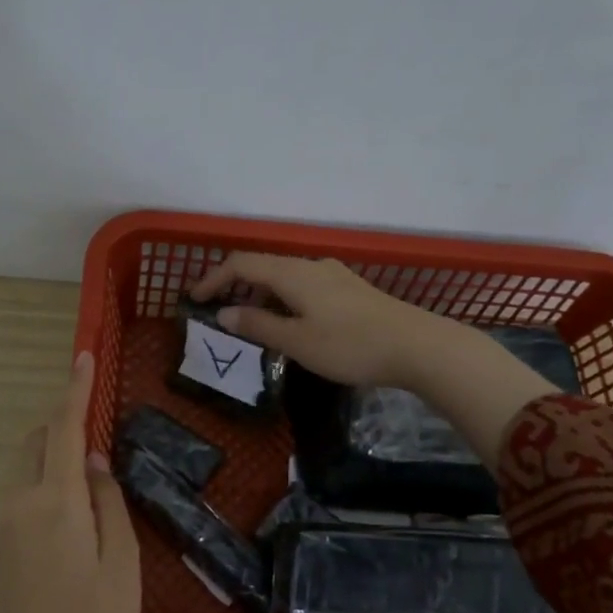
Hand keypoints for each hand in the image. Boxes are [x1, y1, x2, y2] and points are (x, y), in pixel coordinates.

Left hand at [0, 351, 141, 612]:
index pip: (63, 430)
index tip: (82, 356)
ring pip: (26, 469)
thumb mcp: (122, 563)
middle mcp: (20, 503)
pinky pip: (23, 495)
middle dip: (61, 422)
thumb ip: (108, 503)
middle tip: (94, 422)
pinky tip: (72, 512)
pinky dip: (45, 482)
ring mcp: (5, 526)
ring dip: (53, 454)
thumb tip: (94, 460)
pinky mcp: (0, 547)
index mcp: (55, 502)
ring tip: (91, 472)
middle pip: (35, 443)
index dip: (74, 391)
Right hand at [190, 252, 440, 387]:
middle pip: (263, 267)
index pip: (241, 264)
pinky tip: (288, 323)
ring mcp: (334, 276)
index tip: (194, 299)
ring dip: (260, 295)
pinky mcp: (350, 291)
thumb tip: (225, 314)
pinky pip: (303, 287)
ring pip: (284, 278)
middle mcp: (311, 266)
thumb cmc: (351, 346)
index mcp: (293, 274)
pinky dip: (282, 300)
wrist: (418, 347)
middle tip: (217, 312)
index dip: (213, 278)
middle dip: (235, 286)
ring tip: (248, 323)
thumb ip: (259, 326)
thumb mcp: (297, 341)